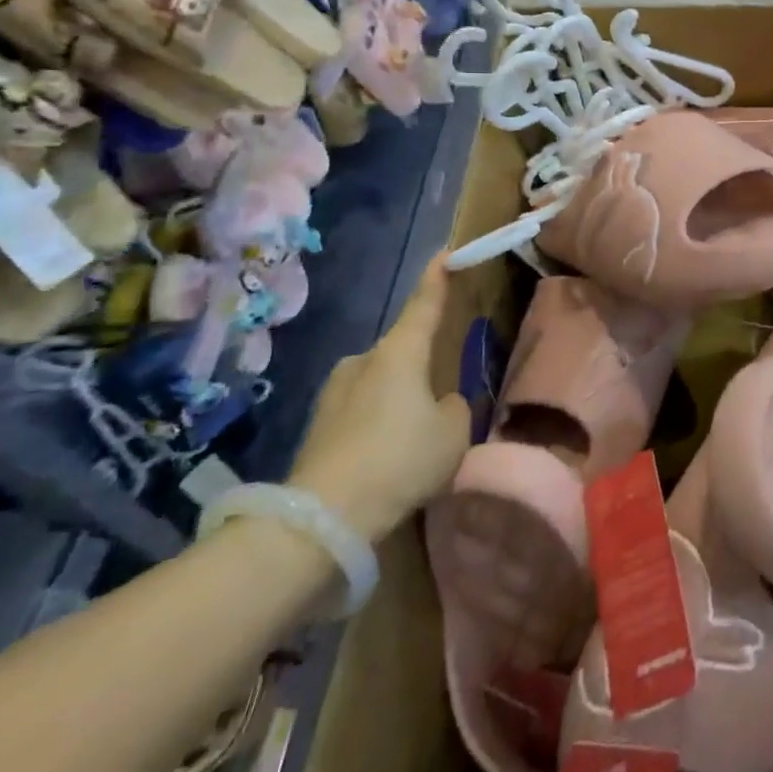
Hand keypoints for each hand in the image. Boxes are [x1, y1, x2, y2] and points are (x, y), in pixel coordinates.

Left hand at [289, 253, 471, 540]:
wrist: (321, 519)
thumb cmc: (400, 460)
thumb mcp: (454, 432)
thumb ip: (456, 408)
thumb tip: (441, 405)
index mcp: (400, 351)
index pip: (424, 303)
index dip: (438, 277)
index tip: (446, 252)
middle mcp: (362, 360)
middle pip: (403, 351)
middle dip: (422, 367)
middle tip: (442, 398)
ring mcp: (333, 393)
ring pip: (381, 384)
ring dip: (399, 399)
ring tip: (416, 438)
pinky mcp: (317, 427)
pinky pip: (362, 412)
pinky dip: (379, 425)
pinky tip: (388, 459)